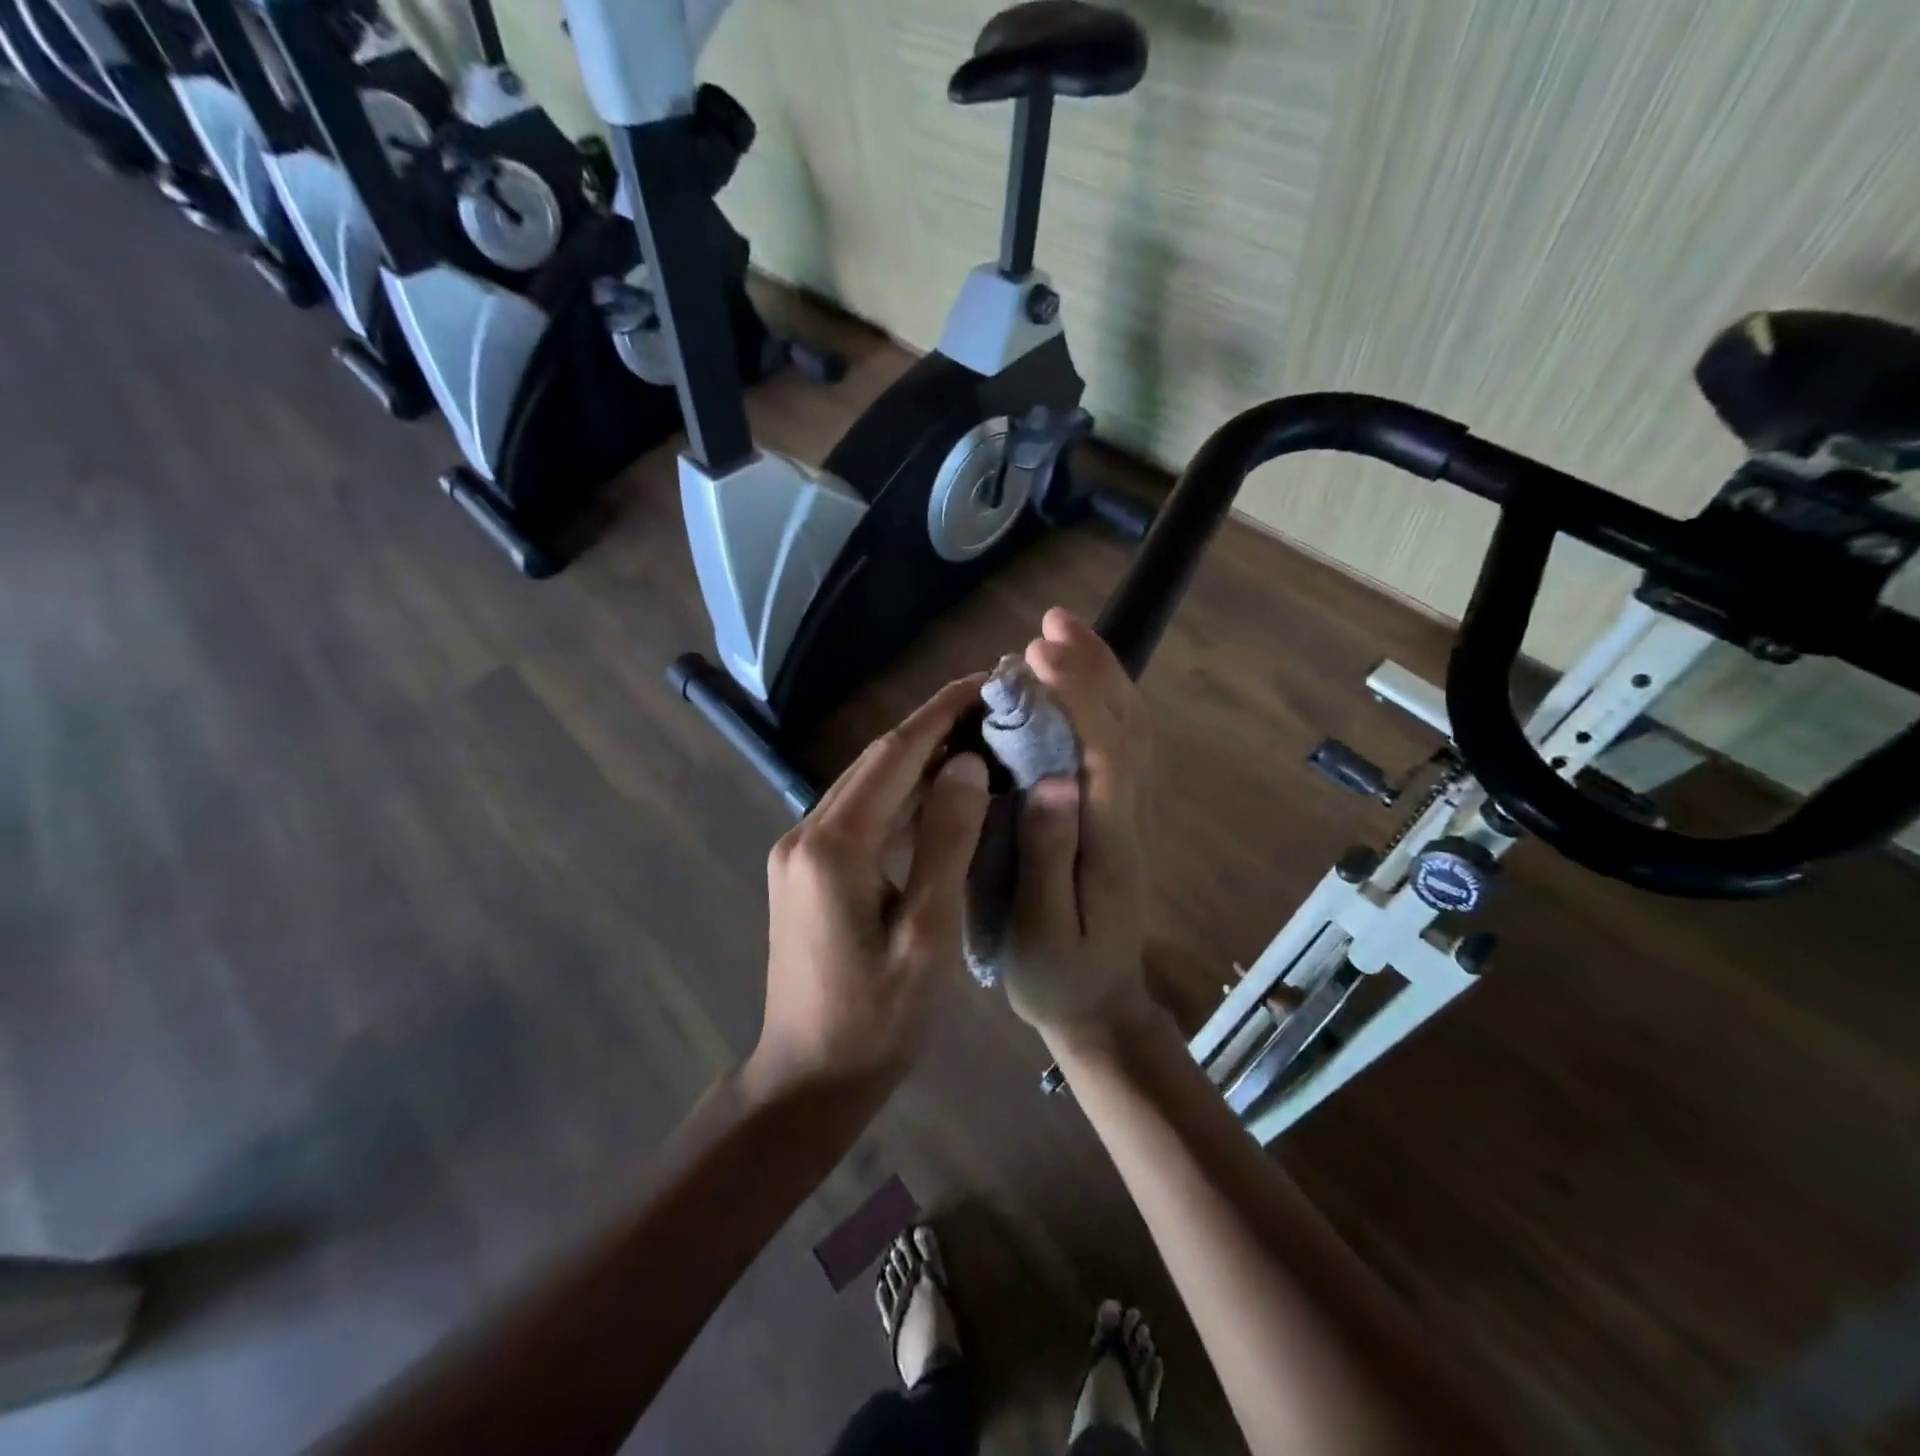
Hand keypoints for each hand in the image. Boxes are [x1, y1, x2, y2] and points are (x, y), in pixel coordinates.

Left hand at [751, 678, 991, 1100]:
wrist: (808, 1077)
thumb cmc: (876, 1019)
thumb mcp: (927, 936)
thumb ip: (945, 844)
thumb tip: (967, 765)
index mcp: (834, 847)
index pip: (894, 757)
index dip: (940, 714)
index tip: (984, 682)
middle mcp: (805, 834)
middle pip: (876, 762)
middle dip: (931, 728)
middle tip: (989, 706)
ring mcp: (798, 850)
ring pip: (865, 785)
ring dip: (916, 759)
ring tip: (973, 738)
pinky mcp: (803, 868)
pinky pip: (857, 814)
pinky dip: (898, 796)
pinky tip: (936, 792)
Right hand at [1002, 608, 1153, 1044]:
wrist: (1100, 1008)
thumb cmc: (1058, 977)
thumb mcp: (1041, 932)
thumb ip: (1047, 860)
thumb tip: (1051, 781)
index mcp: (1108, 840)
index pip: (1103, 749)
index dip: (1077, 694)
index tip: (1038, 652)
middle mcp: (1127, 815)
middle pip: (1125, 726)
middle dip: (1093, 667)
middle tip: (1052, 622)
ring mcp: (1127, 815)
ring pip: (1128, 730)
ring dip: (1102, 676)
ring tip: (1062, 635)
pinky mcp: (1116, 817)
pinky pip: (1118, 746)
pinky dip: (1102, 703)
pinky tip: (1076, 685)